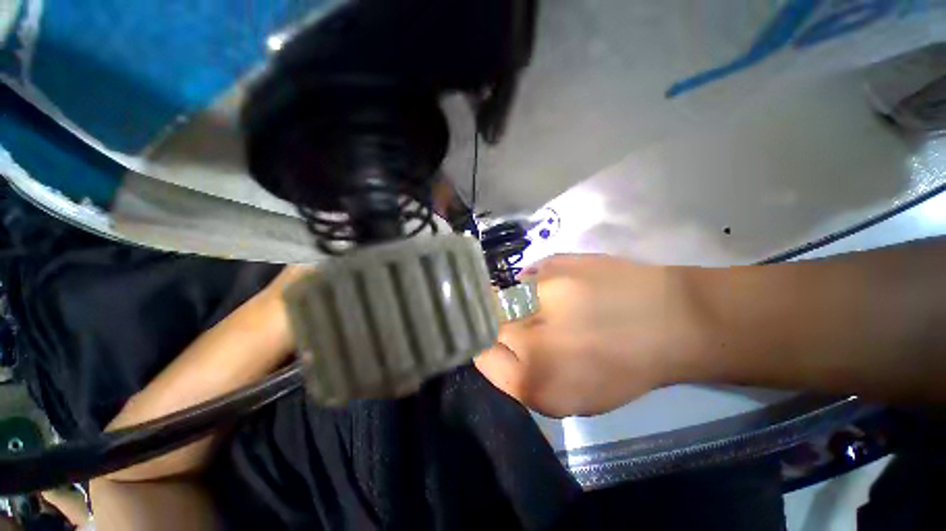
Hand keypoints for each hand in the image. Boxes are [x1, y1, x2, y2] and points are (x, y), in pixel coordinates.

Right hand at [475, 255, 697, 417]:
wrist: (669, 320)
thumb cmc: (622, 368)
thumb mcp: (567, 398)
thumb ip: (521, 378)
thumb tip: (495, 347)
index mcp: (530, 376)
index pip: (480, 354)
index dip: (486, 347)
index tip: (498, 344)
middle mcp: (526, 332)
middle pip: (487, 320)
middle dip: (498, 323)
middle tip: (524, 324)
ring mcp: (538, 290)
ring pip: (503, 295)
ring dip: (516, 301)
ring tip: (546, 305)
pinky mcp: (554, 261)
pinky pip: (527, 274)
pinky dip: (533, 283)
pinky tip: (558, 288)